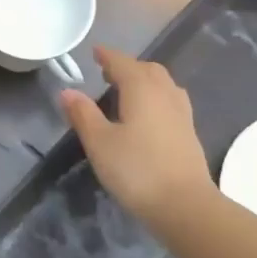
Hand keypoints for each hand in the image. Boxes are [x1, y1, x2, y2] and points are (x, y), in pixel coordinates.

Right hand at [60, 46, 214, 223]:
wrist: (185, 205)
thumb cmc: (137, 170)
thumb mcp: (100, 142)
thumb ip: (83, 114)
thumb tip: (67, 91)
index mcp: (141, 88)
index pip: (122, 63)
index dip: (107, 56)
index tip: (95, 52)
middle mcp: (165, 93)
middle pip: (147, 69)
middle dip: (128, 67)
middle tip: (108, 74)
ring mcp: (181, 113)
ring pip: (163, 84)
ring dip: (145, 80)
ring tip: (128, 92)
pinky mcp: (189, 132)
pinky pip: (171, 100)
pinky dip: (156, 97)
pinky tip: (149, 115)